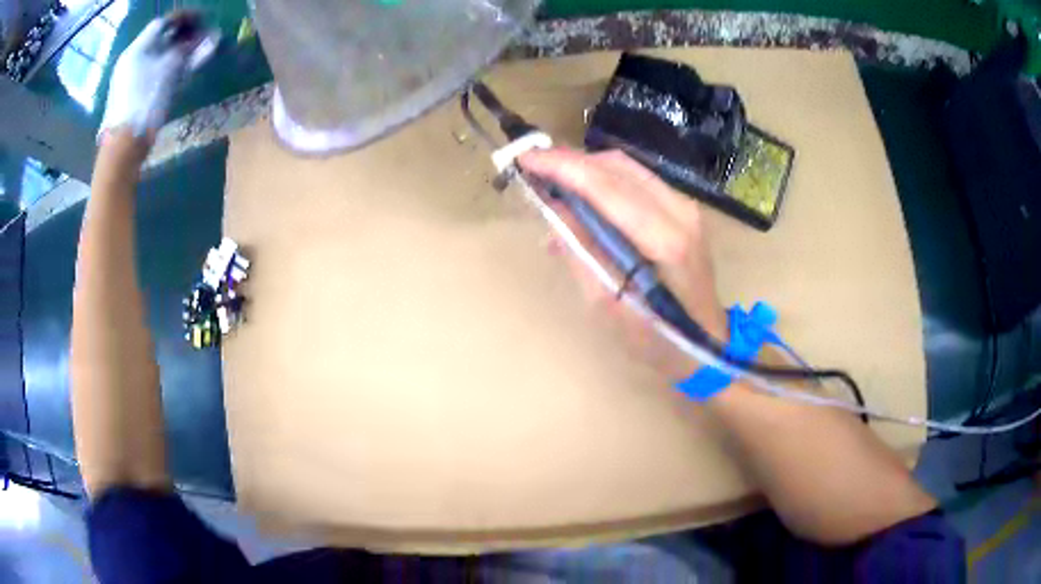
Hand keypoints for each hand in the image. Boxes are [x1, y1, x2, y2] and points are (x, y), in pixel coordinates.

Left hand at [100, 11, 218, 142]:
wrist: (122, 148)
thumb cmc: (145, 104)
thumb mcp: (170, 71)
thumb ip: (190, 51)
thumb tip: (212, 37)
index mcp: (137, 49)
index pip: (163, 22)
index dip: (184, 18)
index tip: (203, 20)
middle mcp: (131, 59)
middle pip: (159, 39)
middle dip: (181, 35)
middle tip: (201, 37)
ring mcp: (128, 79)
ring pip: (157, 56)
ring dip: (176, 52)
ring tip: (194, 54)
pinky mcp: (129, 96)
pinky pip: (152, 72)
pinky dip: (167, 67)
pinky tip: (180, 72)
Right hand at [519, 148, 726, 381]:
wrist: (706, 343)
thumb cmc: (658, 338)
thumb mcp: (609, 306)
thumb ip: (581, 253)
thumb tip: (553, 210)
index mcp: (666, 241)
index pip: (607, 188)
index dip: (563, 168)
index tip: (526, 159)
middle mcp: (680, 211)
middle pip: (618, 167)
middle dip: (570, 161)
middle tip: (533, 166)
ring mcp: (686, 206)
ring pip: (628, 167)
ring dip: (586, 167)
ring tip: (551, 176)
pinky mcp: (683, 208)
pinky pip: (637, 179)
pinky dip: (604, 178)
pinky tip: (582, 192)